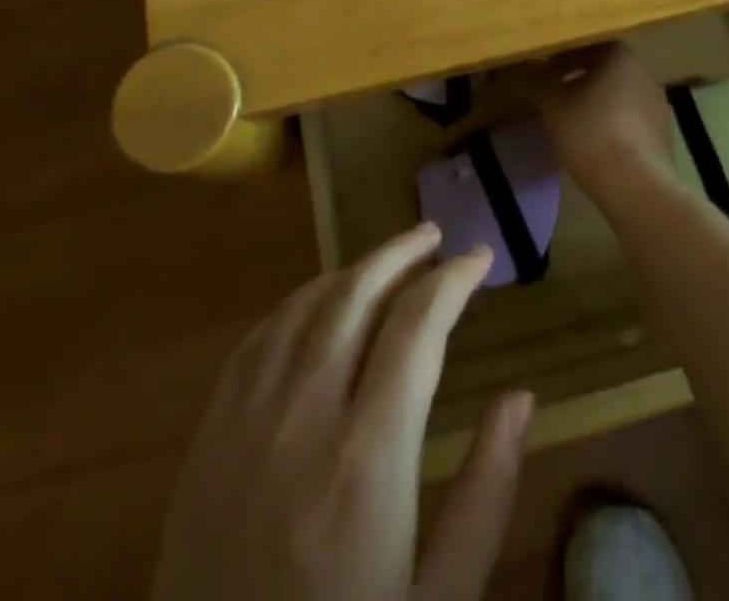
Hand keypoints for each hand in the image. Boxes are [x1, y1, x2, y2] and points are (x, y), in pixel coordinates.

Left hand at [152, 223, 533, 600]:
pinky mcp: (208, 439)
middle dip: (402, 253)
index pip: (417, 327)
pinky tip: (317, 303)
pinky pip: (255, 340)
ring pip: (304, 306)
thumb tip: (520, 396)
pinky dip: (295, 304)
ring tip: (386, 262)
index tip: (481, 257)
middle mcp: (303, 419)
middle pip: (357, 296)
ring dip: (351, 271)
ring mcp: (246, 423)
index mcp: (368, 460)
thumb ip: (485, 494)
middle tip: (435, 235)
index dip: (453, 280)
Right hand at [521, 43, 675, 203]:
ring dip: (597, 98)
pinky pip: (631, 115)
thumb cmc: (590, 132)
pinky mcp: (663, 131)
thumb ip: (536, 79)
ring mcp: (657, 101)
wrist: (635, 184)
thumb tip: (522, 65)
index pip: (588, 43)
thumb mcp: (552, 104)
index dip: (564, 54)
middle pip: (605, 66)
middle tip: (556, 91)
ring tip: (574, 117)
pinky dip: (612, 119)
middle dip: (580, 76)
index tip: (546, 70)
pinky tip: (598, 139)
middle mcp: (643, 71)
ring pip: (619, 91)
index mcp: (620, 55)